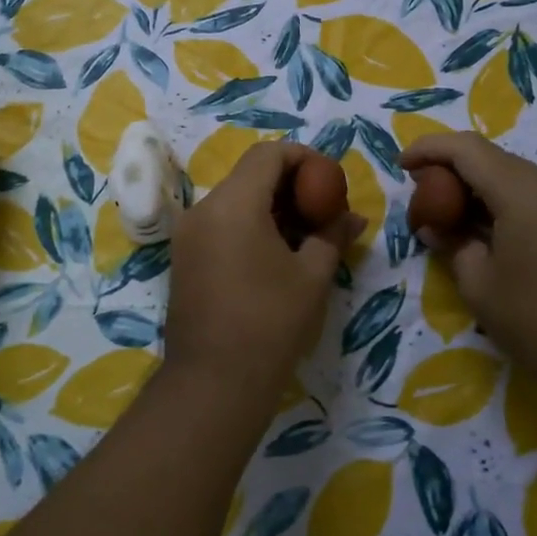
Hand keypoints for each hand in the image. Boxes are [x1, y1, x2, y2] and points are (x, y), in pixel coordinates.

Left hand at [165, 142, 362, 405]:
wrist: (213, 382)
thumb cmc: (270, 323)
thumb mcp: (312, 276)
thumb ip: (332, 235)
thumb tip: (353, 217)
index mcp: (233, 203)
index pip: (268, 153)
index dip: (304, 158)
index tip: (330, 181)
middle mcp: (203, 209)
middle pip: (249, 175)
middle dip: (290, 185)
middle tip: (322, 210)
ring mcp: (188, 234)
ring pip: (234, 200)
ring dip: (270, 207)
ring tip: (304, 236)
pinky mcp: (183, 258)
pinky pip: (220, 224)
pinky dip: (249, 226)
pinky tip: (275, 255)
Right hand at [401, 133, 536, 392]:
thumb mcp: (479, 284)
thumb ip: (452, 244)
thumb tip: (435, 226)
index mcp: (523, 193)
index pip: (467, 149)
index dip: (430, 149)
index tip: (402, 166)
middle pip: (493, 159)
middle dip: (452, 167)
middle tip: (422, 194)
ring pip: (515, 178)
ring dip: (477, 187)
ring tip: (448, 215)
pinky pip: (534, 200)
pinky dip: (502, 204)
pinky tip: (485, 233)